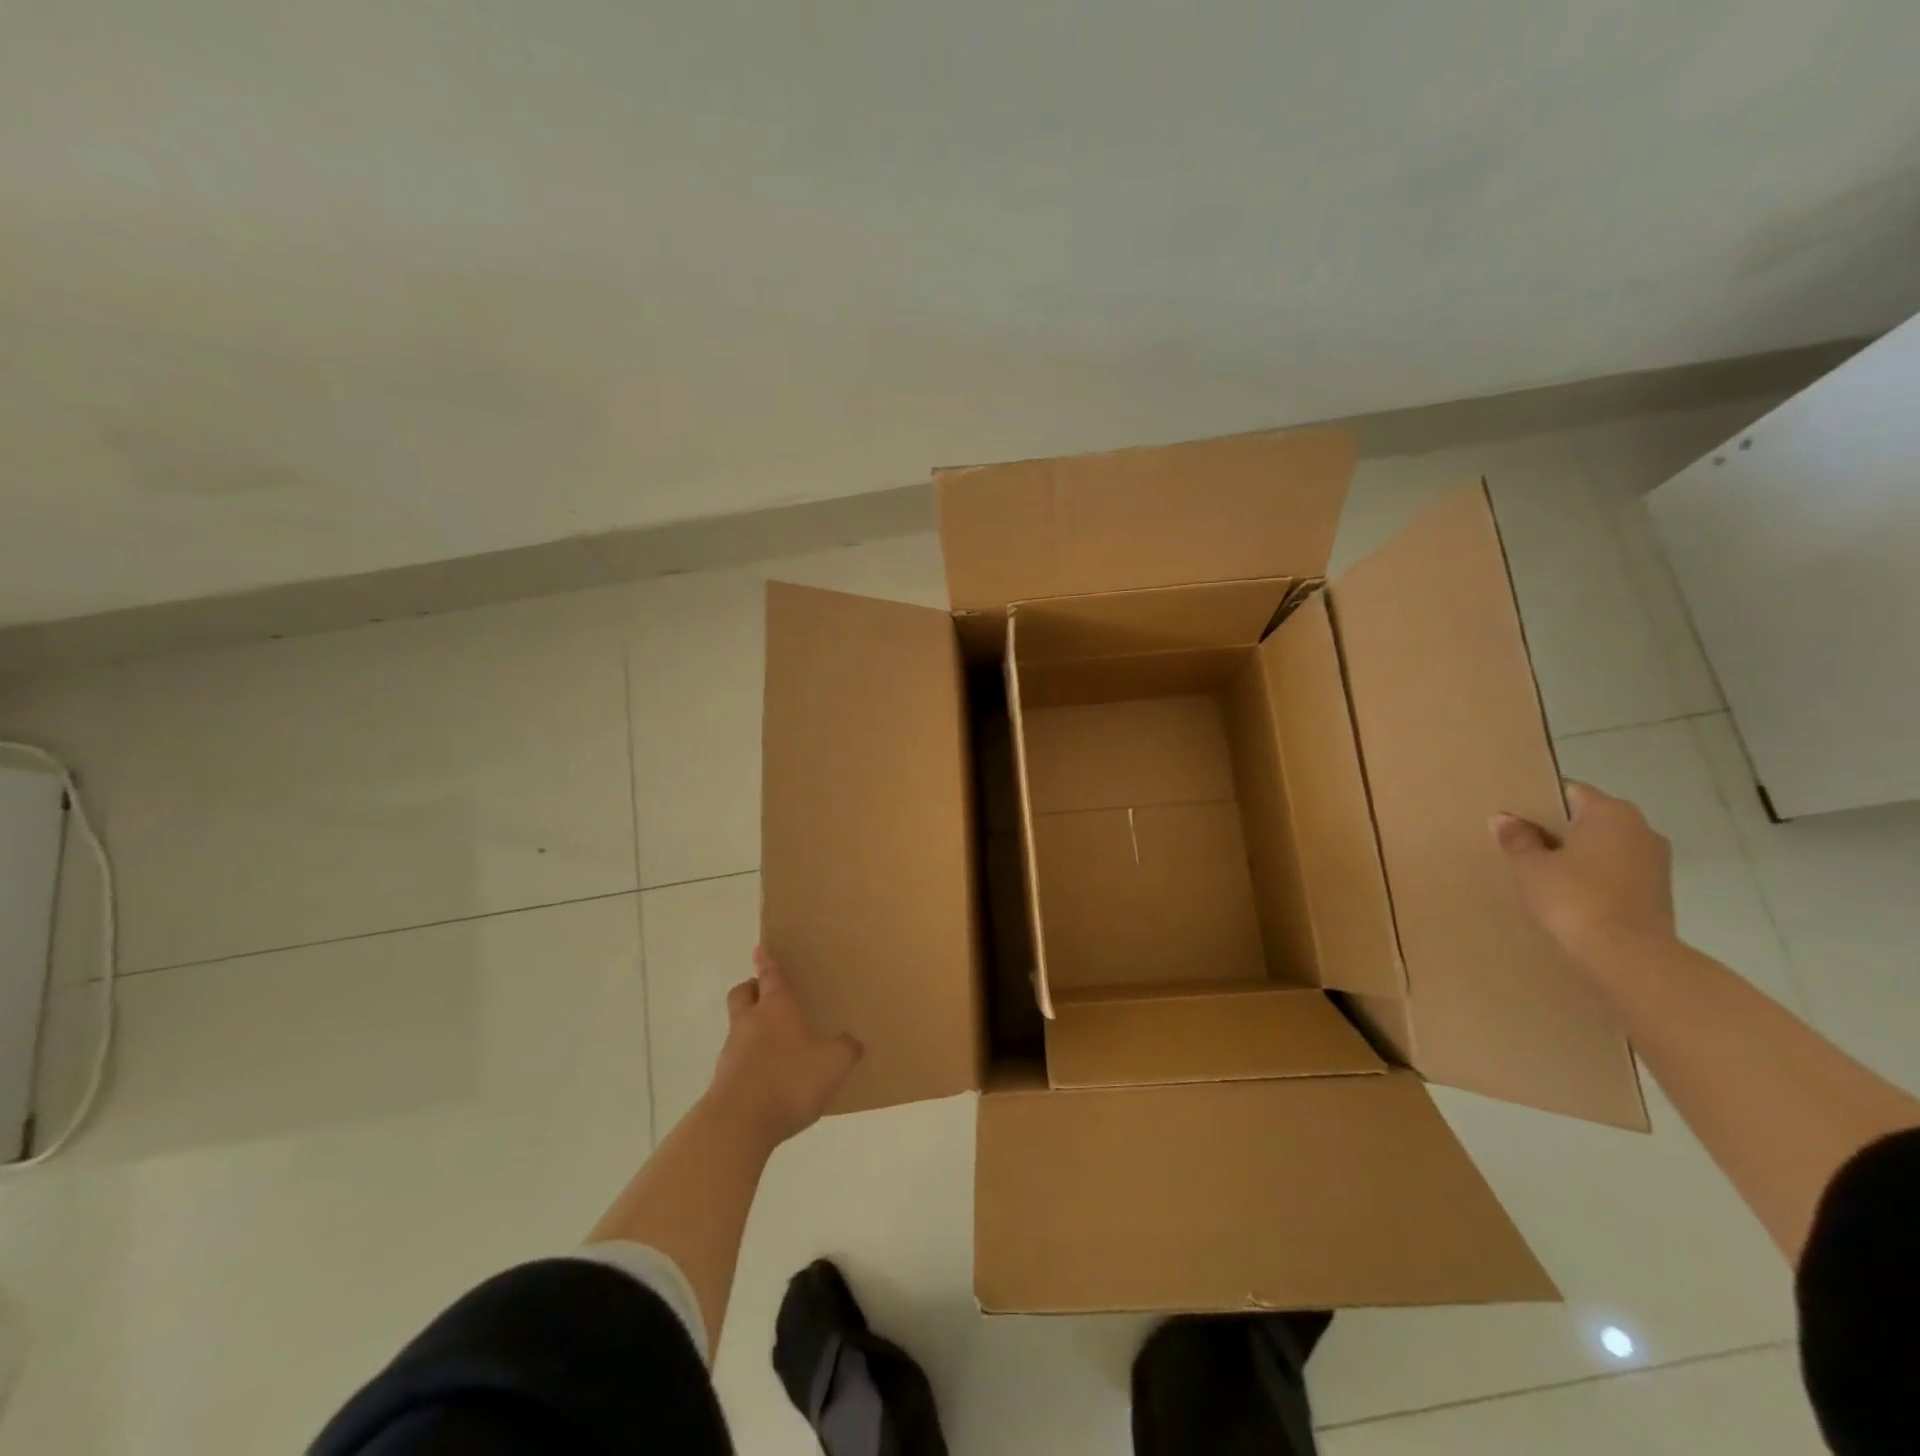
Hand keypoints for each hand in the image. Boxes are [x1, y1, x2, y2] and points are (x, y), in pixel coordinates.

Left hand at [706, 948, 862, 1146]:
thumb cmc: (788, 1080)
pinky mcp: (723, 1081)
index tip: (760, 949)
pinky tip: (769, 1078)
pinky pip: (737, 1059)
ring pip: (738, 1026)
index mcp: (776, 1007)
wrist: (737, 1124)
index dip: (767, 961)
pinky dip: (750, 1061)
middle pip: (743, 994)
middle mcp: (750, 1022)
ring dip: (751, 1028)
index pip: (770, 975)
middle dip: (752, 989)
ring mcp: (732, 1051)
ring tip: (776, 1043)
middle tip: (767, 993)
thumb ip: (846, 1049)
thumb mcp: (832, 1064)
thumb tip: (853, 1042)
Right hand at [1490, 781, 1677, 967]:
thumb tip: (1503, 819)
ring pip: (1605, 844)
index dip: (1538, 801)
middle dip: (1558, 828)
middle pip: (1589, 817)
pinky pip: (1617, 869)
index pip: (1569, 790)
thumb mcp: (1532, 866)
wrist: (1628, 955)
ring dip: (1577, 853)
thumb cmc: (1575, 898)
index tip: (1514, 817)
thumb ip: (1517, 839)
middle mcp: (1641, 828)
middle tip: (1521, 843)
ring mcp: (1656, 860)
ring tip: (1543, 870)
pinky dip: (1594, 874)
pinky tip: (1569, 892)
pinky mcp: (1659, 890)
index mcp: (1610, 812)